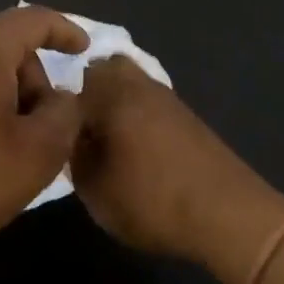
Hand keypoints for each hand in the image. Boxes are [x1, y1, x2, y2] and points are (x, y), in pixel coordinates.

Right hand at [71, 56, 283, 283]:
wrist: (228, 214)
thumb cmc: (153, 200)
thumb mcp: (96, 192)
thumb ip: (74, 158)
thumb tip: (72, 138)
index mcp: (109, 94)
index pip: (69, 84)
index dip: (58, 107)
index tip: (55, 133)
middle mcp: (136, 84)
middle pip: (103, 69)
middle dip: (88, 91)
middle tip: (81, 128)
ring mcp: (165, 96)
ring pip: (129, 82)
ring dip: (115, 101)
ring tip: (108, 140)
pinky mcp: (186, 114)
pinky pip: (149, 99)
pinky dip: (137, 113)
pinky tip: (137, 146)